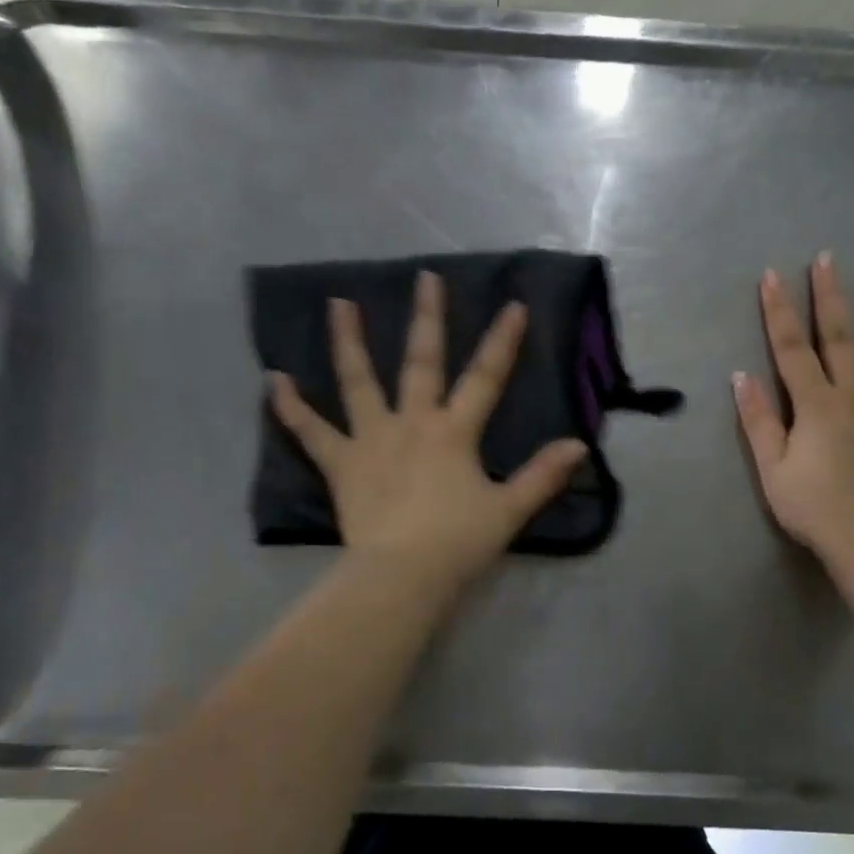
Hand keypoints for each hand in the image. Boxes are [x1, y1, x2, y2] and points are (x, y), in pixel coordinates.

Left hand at [268, 270, 588, 591]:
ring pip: (358, 382)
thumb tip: (579, 445)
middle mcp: (412, 423)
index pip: (485, 378)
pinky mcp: (341, 464)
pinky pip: (311, 432)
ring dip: (349, 342)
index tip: (514, 305)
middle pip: (421, 362)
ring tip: (338, 303)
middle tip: (424, 277)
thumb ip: (542, 476)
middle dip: (427, 318)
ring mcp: (371, 439)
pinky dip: (291, 407)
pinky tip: (274, 379)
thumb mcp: (509, 510)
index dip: (502, 342)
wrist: (402, 575)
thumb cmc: (458, 543)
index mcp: (453, 432)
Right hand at [732, 254, 853, 563]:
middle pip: (839, 338)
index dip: (778, 311)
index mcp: (815, 404)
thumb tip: (741, 375)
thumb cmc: (814, 507)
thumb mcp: (771, 468)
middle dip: (829, 296)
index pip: (790, 349)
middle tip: (828, 258)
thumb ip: (758, 420)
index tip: (772, 276)